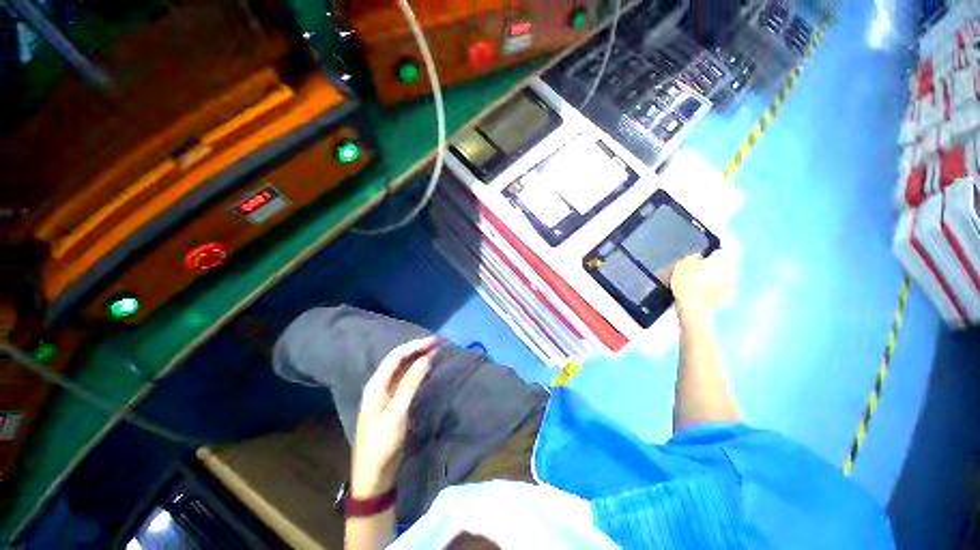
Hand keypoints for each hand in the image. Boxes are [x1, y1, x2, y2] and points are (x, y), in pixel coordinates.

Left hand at [351, 336, 438, 497]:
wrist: (373, 478)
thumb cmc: (382, 445)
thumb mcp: (397, 413)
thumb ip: (411, 383)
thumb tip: (427, 358)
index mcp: (376, 385)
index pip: (397, 355)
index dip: (416, 345)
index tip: (436, 341)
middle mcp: (379, 385)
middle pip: (400, 359)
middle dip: (419, 348)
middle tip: (439, 343)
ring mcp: (386, 394)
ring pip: (403, 369)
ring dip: (419, 358)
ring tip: (437, 352)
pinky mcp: (393, 403)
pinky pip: (406, 380)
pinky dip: (418, 371)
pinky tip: (428, 369)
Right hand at [669, 249, 737, 317]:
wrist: (694, 308)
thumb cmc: (688, 281)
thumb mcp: (684, 263)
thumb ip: (695, 256)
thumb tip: (700, 256)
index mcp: (724, 257)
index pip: (730, 243)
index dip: (722, 242)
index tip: (712, 243)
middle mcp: (733, 268)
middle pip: (730, 258)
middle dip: (720, 258)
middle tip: (704, 259)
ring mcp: (733, 283)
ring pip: (727, 271)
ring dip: (718, 270)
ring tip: (703, 274)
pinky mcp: (729, 295)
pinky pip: (724, 284)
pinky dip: (716, 283)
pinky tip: (704, 287)